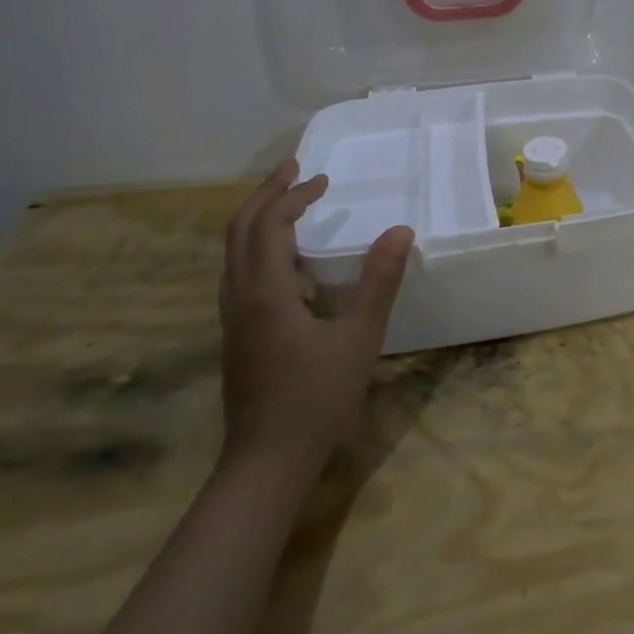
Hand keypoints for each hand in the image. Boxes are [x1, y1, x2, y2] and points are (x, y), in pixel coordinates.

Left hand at [218, 159, 413, 488]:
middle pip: (239, 230)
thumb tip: (400, 230)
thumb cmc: (316, 399)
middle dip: (266, 195)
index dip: (295, 196)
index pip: (270, 225)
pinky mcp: (237, 335)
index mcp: (266, 293)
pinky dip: (258, 247)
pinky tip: (288, 262)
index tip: (325, 181)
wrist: (265, 462)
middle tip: (295, 170)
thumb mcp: (359, 339)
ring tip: (289, 204)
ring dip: (257, 219)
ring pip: (233, 253)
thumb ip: (379, 282)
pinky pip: (239, 273)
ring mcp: (233, 318)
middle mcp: (240, 297)